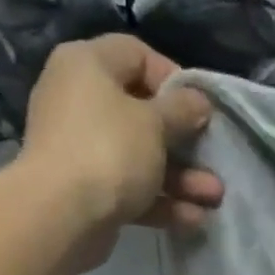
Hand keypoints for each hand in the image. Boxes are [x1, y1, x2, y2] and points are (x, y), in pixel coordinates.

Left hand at [8, 35, 223, 268]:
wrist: (60, 216)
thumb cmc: (109, 151)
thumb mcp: (155, 122)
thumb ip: (182, 109)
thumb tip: (197, 101)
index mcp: (87, 66)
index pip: (136, 55)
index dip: (173, 78)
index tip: (199, 107)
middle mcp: (80, 101)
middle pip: (143, 113)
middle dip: (185, 142)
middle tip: (213, 156)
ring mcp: (82, 149)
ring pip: (142, 157)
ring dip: (182, 178)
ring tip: (214, 197)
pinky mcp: (88, 190)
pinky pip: (131, 189)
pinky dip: (161, 202)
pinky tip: (192, 218)